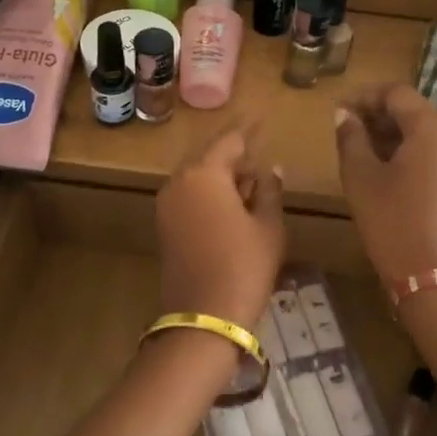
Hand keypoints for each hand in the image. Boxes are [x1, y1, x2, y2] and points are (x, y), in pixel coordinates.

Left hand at [157, 128, 285, 331]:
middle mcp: (179, 180)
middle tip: (261, 152)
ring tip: (251, 182)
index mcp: (205, 173)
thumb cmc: (245, 266)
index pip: (230, 140)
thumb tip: (271, 169)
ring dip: (222, 174)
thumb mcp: (268, 226)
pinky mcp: (164, 224)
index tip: (263, 117)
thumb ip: (270, 190)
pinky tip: (232, 204)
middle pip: (210, 155)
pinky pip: (189, 194)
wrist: (205, 318)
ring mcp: (167, 203)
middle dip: (235, 153)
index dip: (249, 128)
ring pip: (198, 175)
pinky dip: (210, 192)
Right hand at [333, 86, 436, 282]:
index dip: (364, 96)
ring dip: (392, 133)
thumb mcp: (361, 176)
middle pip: (413, 110)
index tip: (338, 110)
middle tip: (346, 129)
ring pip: (424, 131)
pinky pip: (434, 152)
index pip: (396, 93)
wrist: (432, 277)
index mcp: (432, 126)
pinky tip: (385, 169)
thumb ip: (351, 138)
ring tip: (360, 149)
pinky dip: (409, 151)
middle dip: (378, 115)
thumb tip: (345, 115)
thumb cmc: (392, 220)